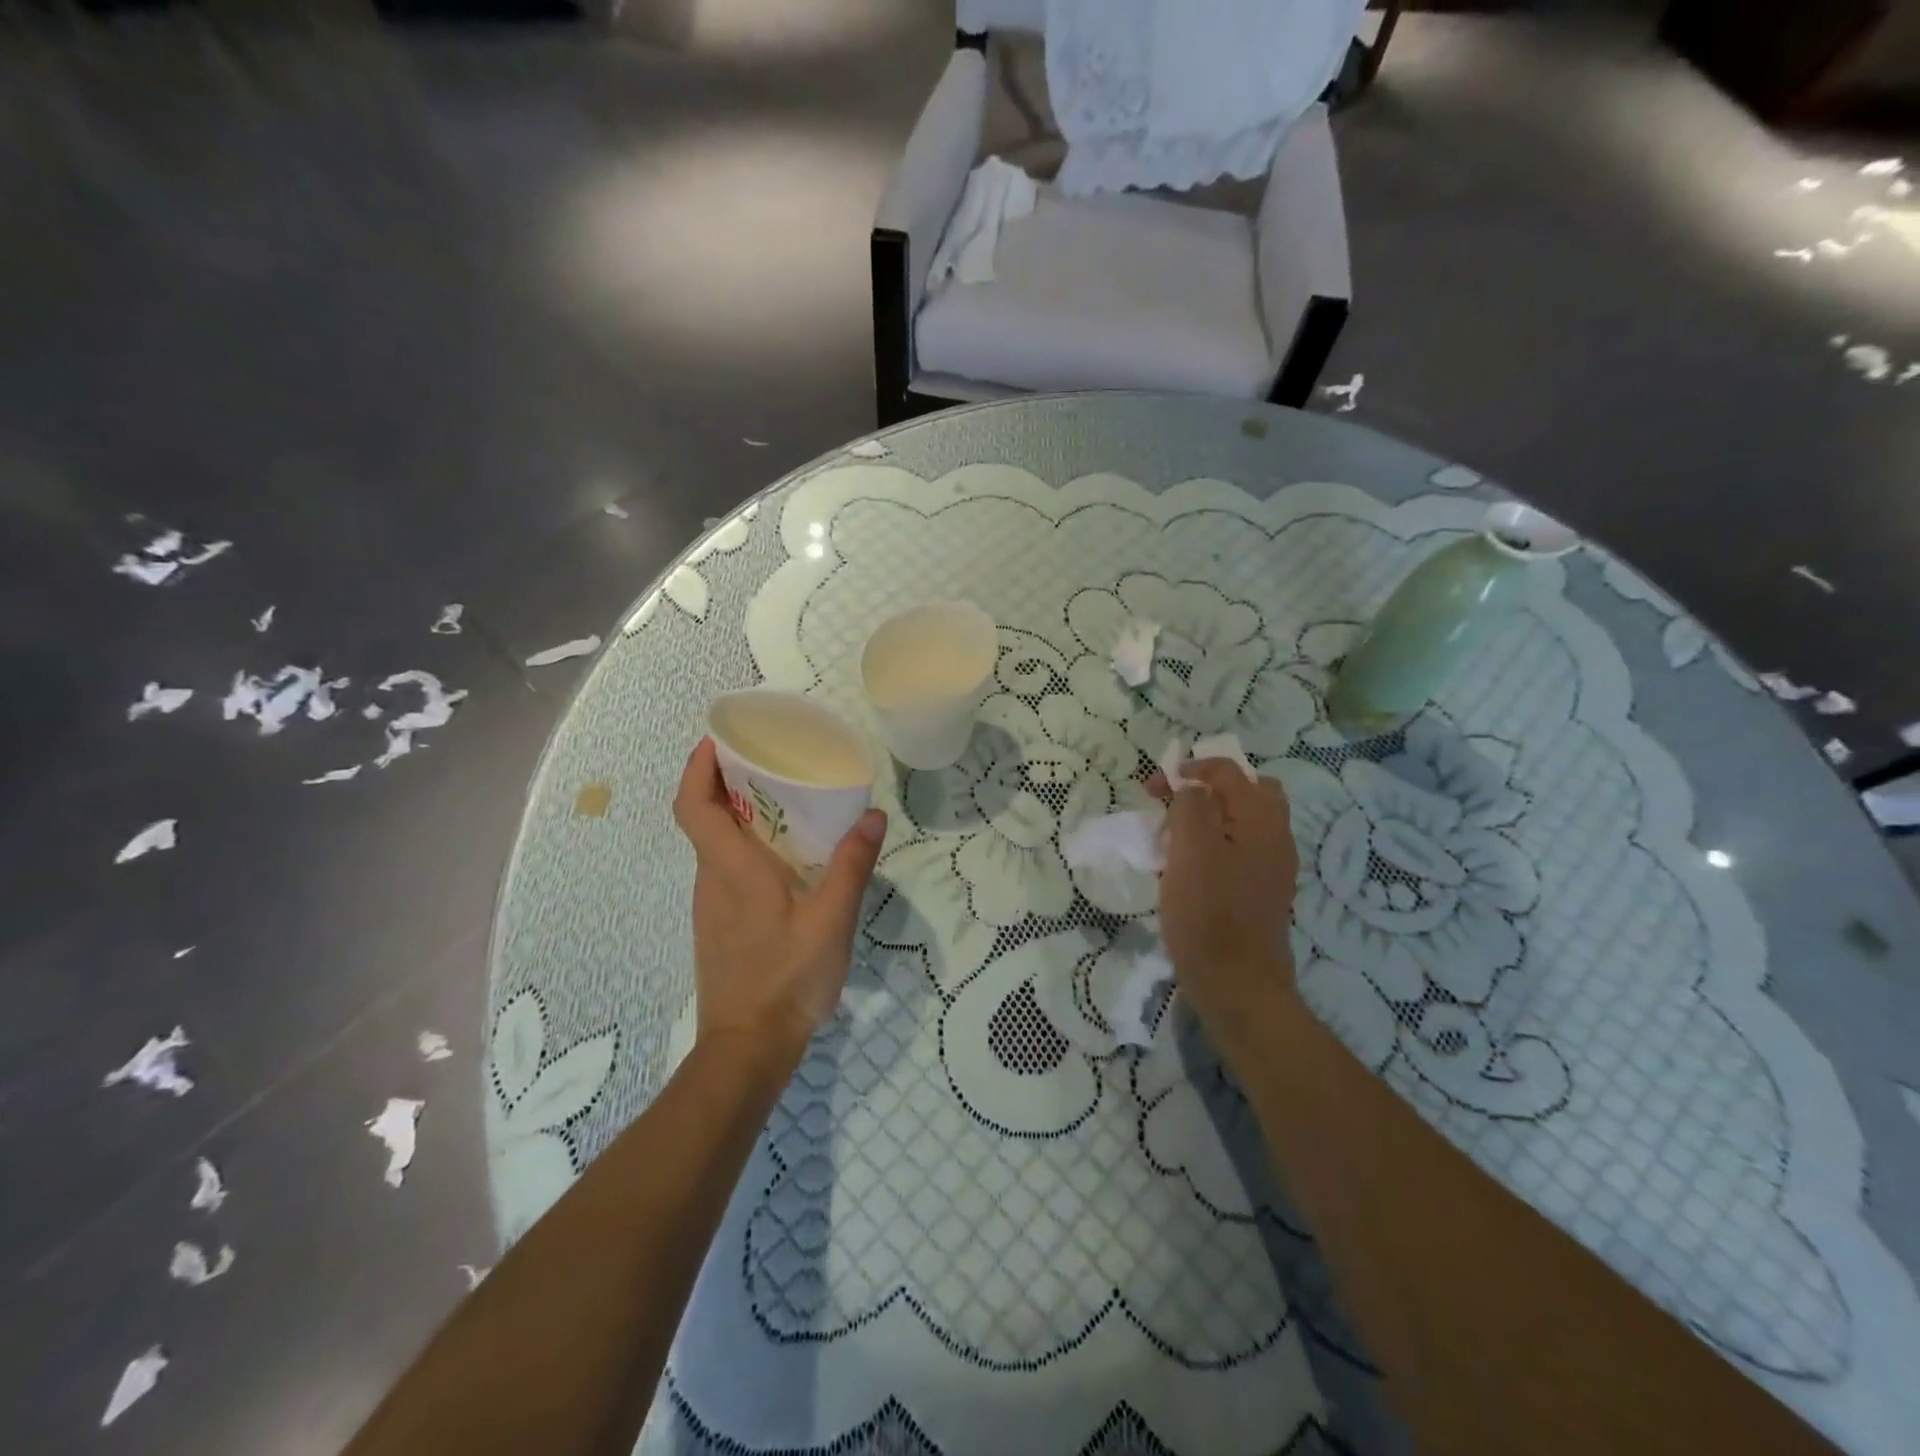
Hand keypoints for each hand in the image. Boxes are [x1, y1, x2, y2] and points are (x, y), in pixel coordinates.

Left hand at [673, 739, 887, 1059]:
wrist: (748, 1047)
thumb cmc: (786, 978)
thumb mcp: (832, 920)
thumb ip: (852, 866)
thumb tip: (872, 814)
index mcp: (731, 869)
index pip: (693, 805)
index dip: (697, 767)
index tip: (717, 739)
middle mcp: (711, 880)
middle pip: (702, 817)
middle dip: (723, 780)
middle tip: (767, 759)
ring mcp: (711, 905)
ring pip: (714, 844)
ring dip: (735, 813)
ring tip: (782, 799)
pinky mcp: (719, 925)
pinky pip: (724, 868)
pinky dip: (743, 845)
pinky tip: (785, 857)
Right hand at [1152, 758, 1302, 1058]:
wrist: (1238, 985)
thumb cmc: (1209, 915)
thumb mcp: (1191, 851)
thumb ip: (1191, 807)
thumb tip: (1190, 789)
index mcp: (1260, 820)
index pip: (1228, 771)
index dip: (1190, 769)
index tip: (1154, 788)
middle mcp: (1275, 837)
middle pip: (1247, 791)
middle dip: (1207, 789)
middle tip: (1173, 805)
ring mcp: (1273, 866)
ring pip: (1243, 821)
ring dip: (1210, 817)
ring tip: (1175, 838)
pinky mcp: (1263, 891)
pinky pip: (1241, 850)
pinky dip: (1216, 844)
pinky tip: (1190, 869)